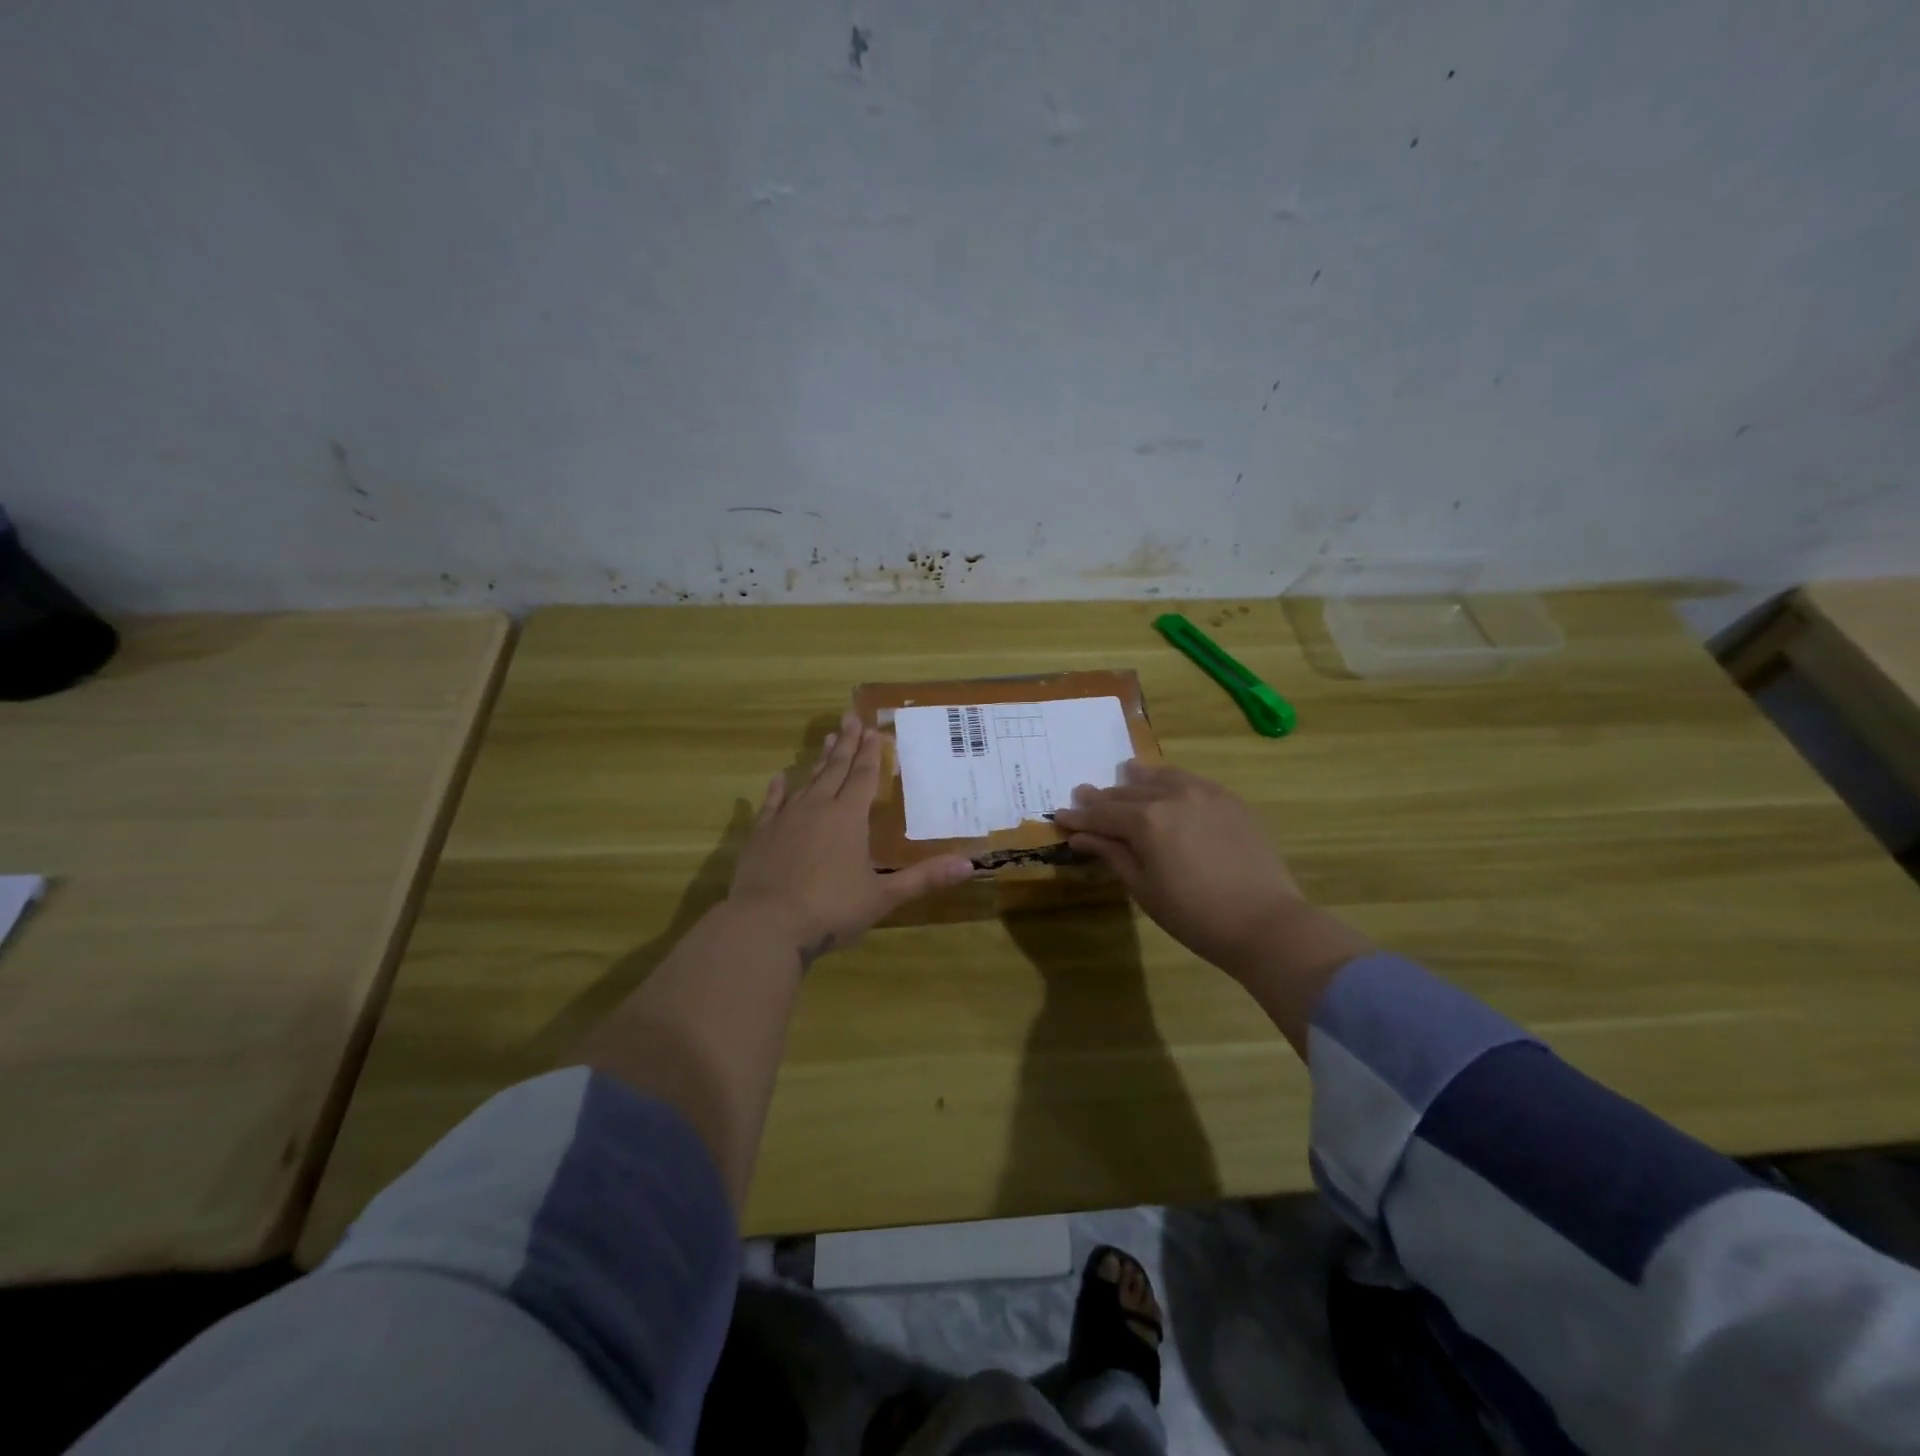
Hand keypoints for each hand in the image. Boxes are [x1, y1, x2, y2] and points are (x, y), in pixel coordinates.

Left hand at [729, 711, 973, 967]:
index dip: (872, 753)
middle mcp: (817, 808)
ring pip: (806, 781)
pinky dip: (777, 789)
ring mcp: (785, 819)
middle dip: (846, 744)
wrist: (766, 925)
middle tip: (850, 717)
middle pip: (835, 769)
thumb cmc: (831, 909)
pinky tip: (779, 777)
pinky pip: (771, 804)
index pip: (864, 777)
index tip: (875, 729)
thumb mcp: (883, 896)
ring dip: (819, 760)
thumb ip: (923, 877)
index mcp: (849, 817)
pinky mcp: (760, 835)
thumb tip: (970, 864)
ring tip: (827, 738)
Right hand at [1051, 762, 1361, 984]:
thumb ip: (1112, 854)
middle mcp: (1172, 796)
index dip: (1079, 817)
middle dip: (1103, 798)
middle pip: (1127, 793)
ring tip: (1125, 774)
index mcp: (1146, 820)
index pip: (1102, 814)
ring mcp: (1204, 793)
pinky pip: (1191, 781)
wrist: (1265, 922)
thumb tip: (1081, 836)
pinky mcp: (1229, 800)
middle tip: (1084, 796)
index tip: (1060, 815)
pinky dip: (1171, 781)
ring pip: (1161, 778)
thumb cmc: (1194, 915)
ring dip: (1138, 780)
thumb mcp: (1144, 888)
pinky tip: (1167, 786)